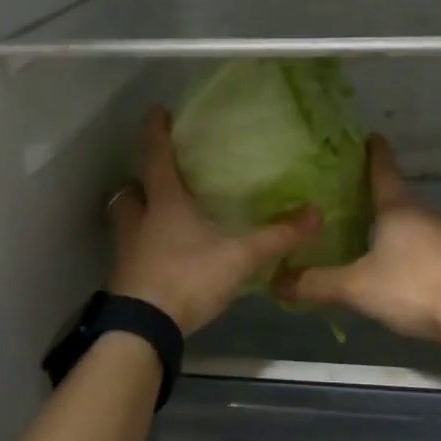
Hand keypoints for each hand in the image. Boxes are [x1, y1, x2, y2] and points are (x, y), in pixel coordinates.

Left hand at [108, 106, 321, 334]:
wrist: (144, 329)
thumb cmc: (187, 278)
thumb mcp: (238, 257)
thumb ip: (276, 237)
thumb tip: (315, 213)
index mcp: (164, 204)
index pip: (156, 158)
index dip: (156, 132)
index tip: (156, 111)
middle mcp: (139, 222)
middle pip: (129, 192)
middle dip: (139, 182)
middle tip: (156, 180)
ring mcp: (128, 252)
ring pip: (126, 222)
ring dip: (138, 215)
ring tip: (161, 217)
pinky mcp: (127, 278)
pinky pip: (132, 252)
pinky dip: (144, 248)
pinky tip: (165, 257)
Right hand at [272, 135, 440, 342]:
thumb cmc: (411, 286)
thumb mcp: (356, 287)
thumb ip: (316, 284)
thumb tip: (275, 282)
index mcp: (398, 207)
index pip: (382, 169)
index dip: (373, 152)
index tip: (369, 136)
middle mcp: (425, 212)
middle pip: (398, 198)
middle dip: (378, 199)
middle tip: (352, 202)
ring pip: (415, 223)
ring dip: (396, 228)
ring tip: (372, 240)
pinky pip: (429, 245)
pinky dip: (413, 250)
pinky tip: (402, 271)